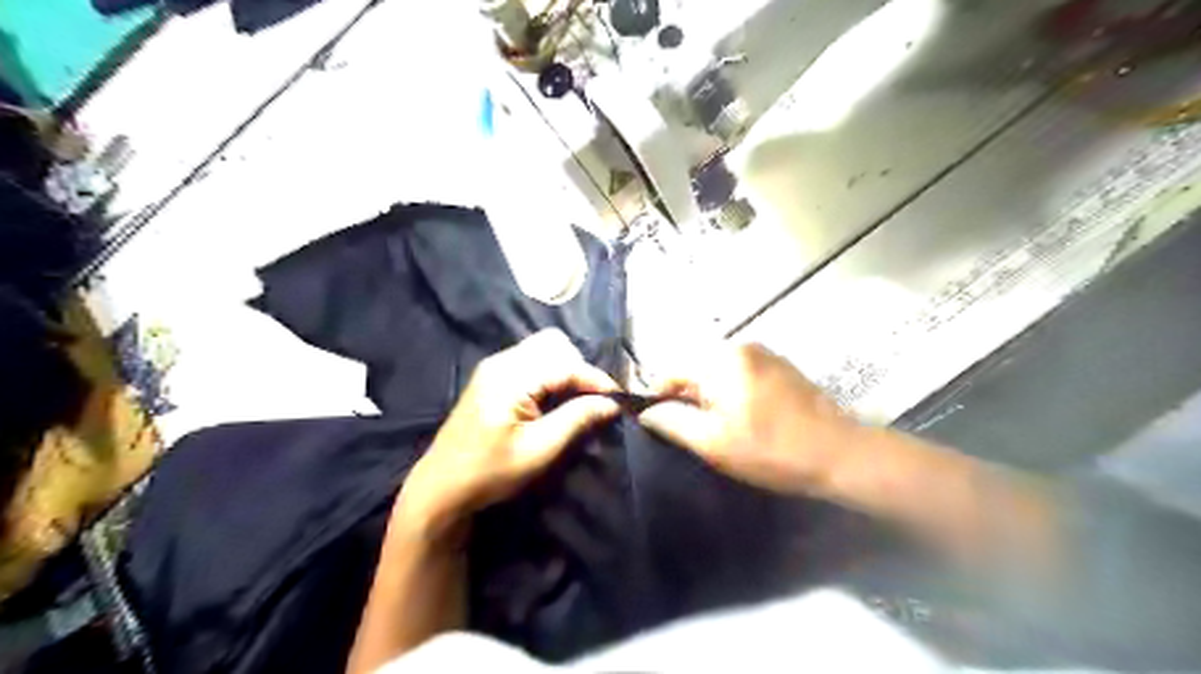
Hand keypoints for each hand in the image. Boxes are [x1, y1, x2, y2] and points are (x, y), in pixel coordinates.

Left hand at [400, 328, 624, 538]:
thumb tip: (612, 404)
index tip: (619, 400)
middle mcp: (501, 361)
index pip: (566, 364)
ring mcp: (494, 367)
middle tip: (593, 401)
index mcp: (510, 377)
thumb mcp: (538, 451)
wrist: (441, 487)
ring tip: (578, 401)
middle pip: (554, 345)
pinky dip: (551, 374)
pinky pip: (531, 361)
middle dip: (580, 369)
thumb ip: (576, 420)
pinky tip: (555, 400)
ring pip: (544, 350)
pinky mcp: (493, 377)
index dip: (596, 380)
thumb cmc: (490, 472)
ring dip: (567, 370)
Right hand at [637, 341, 864, 495]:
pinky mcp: (781, 366)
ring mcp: (764, 353)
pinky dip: (732, 393)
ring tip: (720, 429)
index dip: (659, 398)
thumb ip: (673, 422)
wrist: (841, 454)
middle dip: (687, 398)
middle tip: (694, 433)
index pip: (671, 371)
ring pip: (718, 372)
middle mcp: (741, 346)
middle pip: (695, 368)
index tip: (661, 426)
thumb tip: (646, 411)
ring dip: (711, 397)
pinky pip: (741, 374)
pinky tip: (745, 419)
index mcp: (721, 359)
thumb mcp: (713, 442)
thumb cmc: (771, 450)